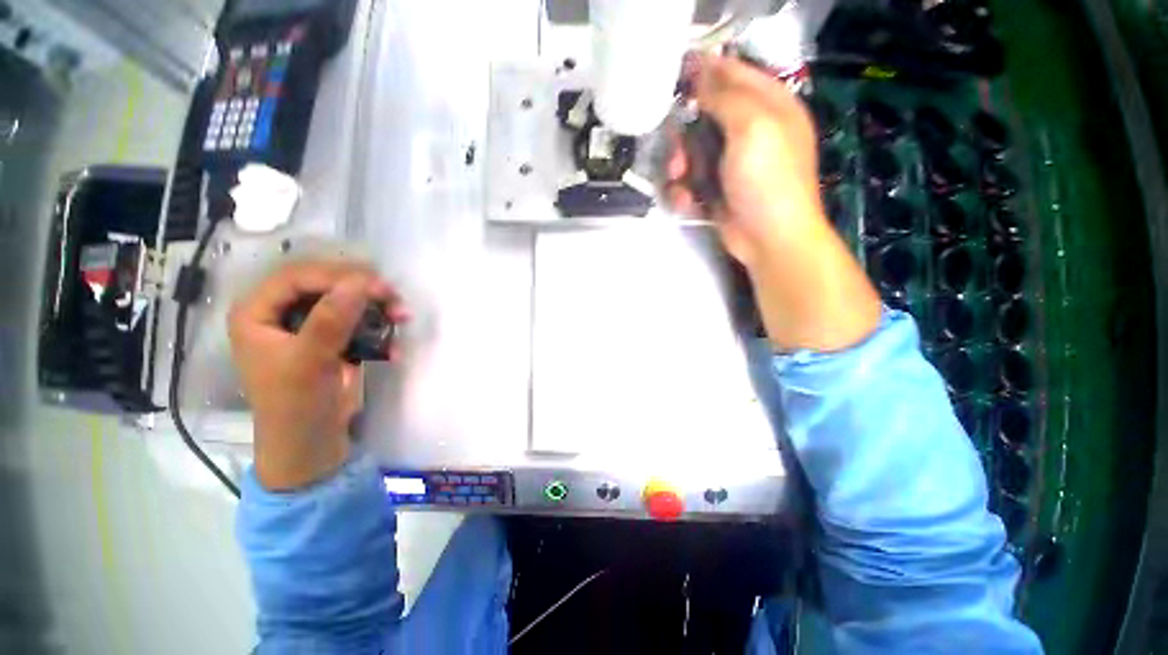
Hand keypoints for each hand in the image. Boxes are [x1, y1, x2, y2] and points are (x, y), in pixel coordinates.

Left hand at [228, 261, 406, 490]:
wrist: (312, 445)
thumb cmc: (295, 405)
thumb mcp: (308, 362)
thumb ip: (331, 320)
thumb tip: (361, 282)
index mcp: (258, 313)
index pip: (297, 277)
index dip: (336, 276)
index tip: (376, 285)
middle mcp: (282, 314)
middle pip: (325, 285)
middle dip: (362, 290)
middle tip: (393, 297)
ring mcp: (310, 328)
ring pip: (346, 302)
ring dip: (377, 308)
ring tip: (402, 317)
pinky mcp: (334, 342)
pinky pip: (359, 324)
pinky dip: (379, 331)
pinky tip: (393, 349)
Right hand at [667, 53, 821, 266]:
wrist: (769, 238)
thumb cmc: (768, 180)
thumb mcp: (753, 128)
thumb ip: (726, 97)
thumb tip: (702, 73)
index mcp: (770, 106)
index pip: (735, 73)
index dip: (707, 70)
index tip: (677, 75)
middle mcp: (751, 131)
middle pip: (705, 117)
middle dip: (685, 135)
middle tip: (678, 152)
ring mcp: (732, 163)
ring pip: (693, 151)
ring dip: (680, 167)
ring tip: (680, 181)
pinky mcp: (717, 189)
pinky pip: (691, 180)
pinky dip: (684, 192)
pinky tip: (686, 202)